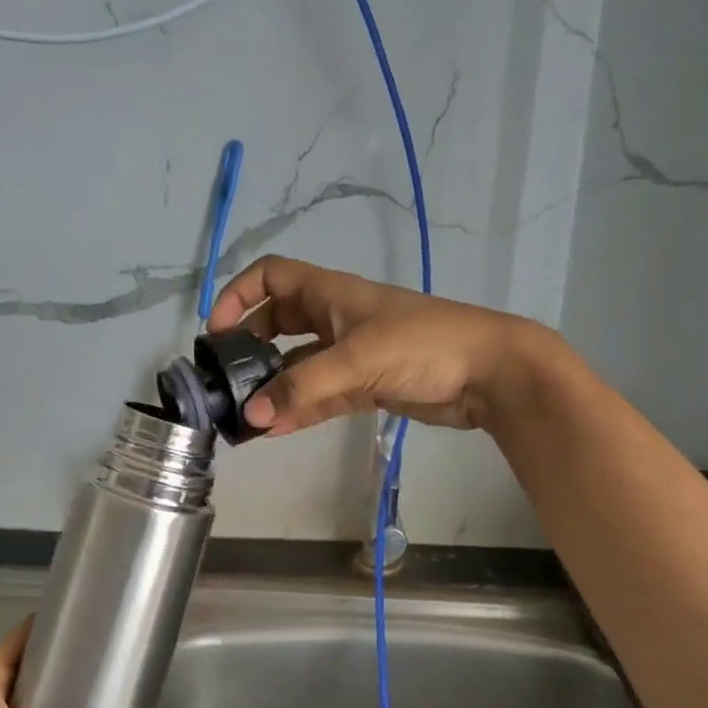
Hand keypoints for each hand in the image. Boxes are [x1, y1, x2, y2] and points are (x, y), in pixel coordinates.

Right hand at [207, 256, 554, 436]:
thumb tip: (250, 417)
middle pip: (279, 323)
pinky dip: (298, 409)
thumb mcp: (357, 360)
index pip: (272, 277)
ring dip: (273, 386)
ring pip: (298, 366)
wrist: (490, 373)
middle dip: (251, 347)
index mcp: (332, 293)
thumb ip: (302, 388)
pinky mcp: (366, 386)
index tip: (217, 329)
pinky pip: (320, 395)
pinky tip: (274, 430)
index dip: (240, 294)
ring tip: (244, 416)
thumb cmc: (424, 345)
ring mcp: (351, 354)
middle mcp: (336, 319)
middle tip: (227, 379)